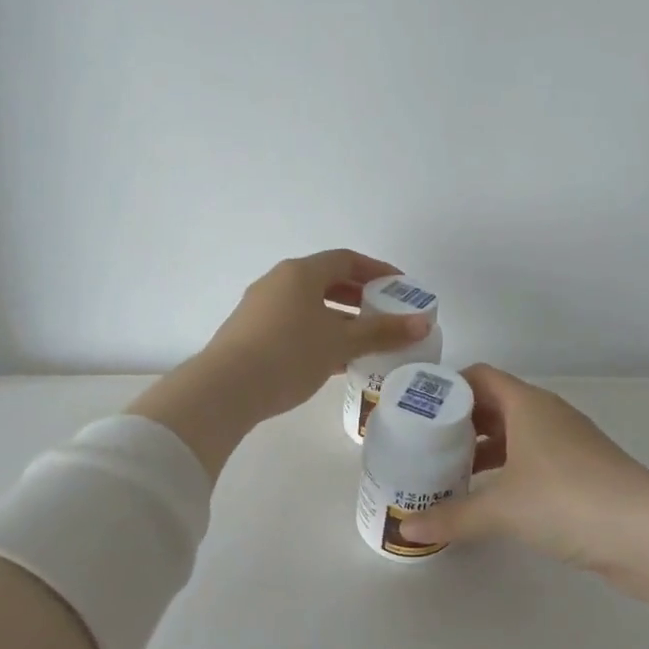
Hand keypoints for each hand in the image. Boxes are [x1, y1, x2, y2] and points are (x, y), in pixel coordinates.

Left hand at [129, 251, 433, 477]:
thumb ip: (382, 331)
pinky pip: (294, 323)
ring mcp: (260, 307)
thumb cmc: (289, 355)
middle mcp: (278, 282)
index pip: (346, 260)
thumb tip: (423, 323)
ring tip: (365, 340)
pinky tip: (334, 359)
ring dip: (340, 318)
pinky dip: (319, 333)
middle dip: (359, 296)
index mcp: (301, 273)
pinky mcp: (250, 333)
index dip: (377, 270)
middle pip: (327, 280)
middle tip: (386, 314)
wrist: (225, 389)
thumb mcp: (341, 343)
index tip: (401, 287)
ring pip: (310, 305)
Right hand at [395, 365, 648, 570]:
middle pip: (495, 405)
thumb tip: (406, 529)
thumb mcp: (501, 509)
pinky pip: (533, 460)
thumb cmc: (566, 500)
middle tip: (426, 445)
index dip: (448, 387)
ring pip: (515, 435)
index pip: (480, 377)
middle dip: (460, 423)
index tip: (419, 410)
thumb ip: (452, 517)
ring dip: (484, 450)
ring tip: (450, 473)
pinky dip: (508, 471)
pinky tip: (490, 499)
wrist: (646, 533)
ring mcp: (568, 444)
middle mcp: (548, 415)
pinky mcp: (582, 473)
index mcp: (527, 405)